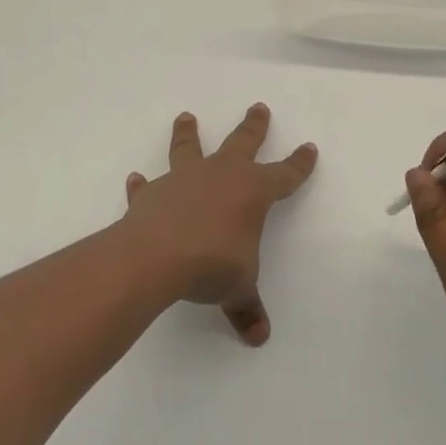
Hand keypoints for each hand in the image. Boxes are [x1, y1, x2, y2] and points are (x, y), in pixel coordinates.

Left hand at [122, 104, 317, 345]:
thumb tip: (259, 337)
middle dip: (254, 126)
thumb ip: (247, 308)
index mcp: (253, 192)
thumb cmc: (212, 265)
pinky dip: (143, 184)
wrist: (156, 258)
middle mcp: (221, 176)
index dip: (299, 164)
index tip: (309, 148)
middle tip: (259, 107)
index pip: (285, 175)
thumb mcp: (237, 288)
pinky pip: (148, 186)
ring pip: (189, 148)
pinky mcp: (153, 194)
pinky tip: (136, 179)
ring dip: (188, 133)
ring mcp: (184, 180)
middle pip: (243, 142)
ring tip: (186, 116)